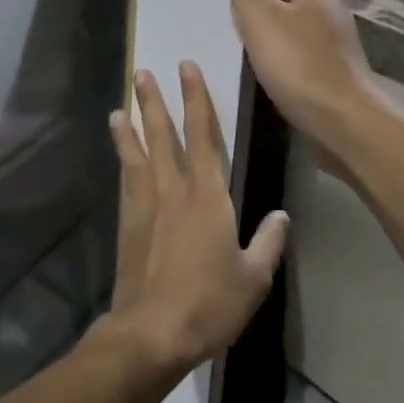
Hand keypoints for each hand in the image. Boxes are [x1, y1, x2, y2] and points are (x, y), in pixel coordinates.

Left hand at [105, 64, 288, 373]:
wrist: (151, 333)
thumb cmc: (209, 304)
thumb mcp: (253, 279)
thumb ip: (268, 243)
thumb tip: (282, 216)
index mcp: (208, 197)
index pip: (204, 135)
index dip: (196, 99)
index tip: (187, 69)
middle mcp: (173, 190)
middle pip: (163, 135)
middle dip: (155, 101)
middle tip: (142, 72)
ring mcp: (146, 205)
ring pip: (138, 154)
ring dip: (131, 127)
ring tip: (121, 106)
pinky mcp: (128, 223)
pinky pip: (127, 180)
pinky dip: (123, 160)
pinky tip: (122, 154)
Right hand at [209, 0, 384, 152]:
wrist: (343, 122)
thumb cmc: (300, 64)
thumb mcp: (259, 17)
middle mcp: (327, 3)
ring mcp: (329, 35)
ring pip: (290, 13)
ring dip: (263, 17)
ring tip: (232, 28)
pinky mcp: (327, 62)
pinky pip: (295, 40)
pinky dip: (274, 42)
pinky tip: (255, 58)